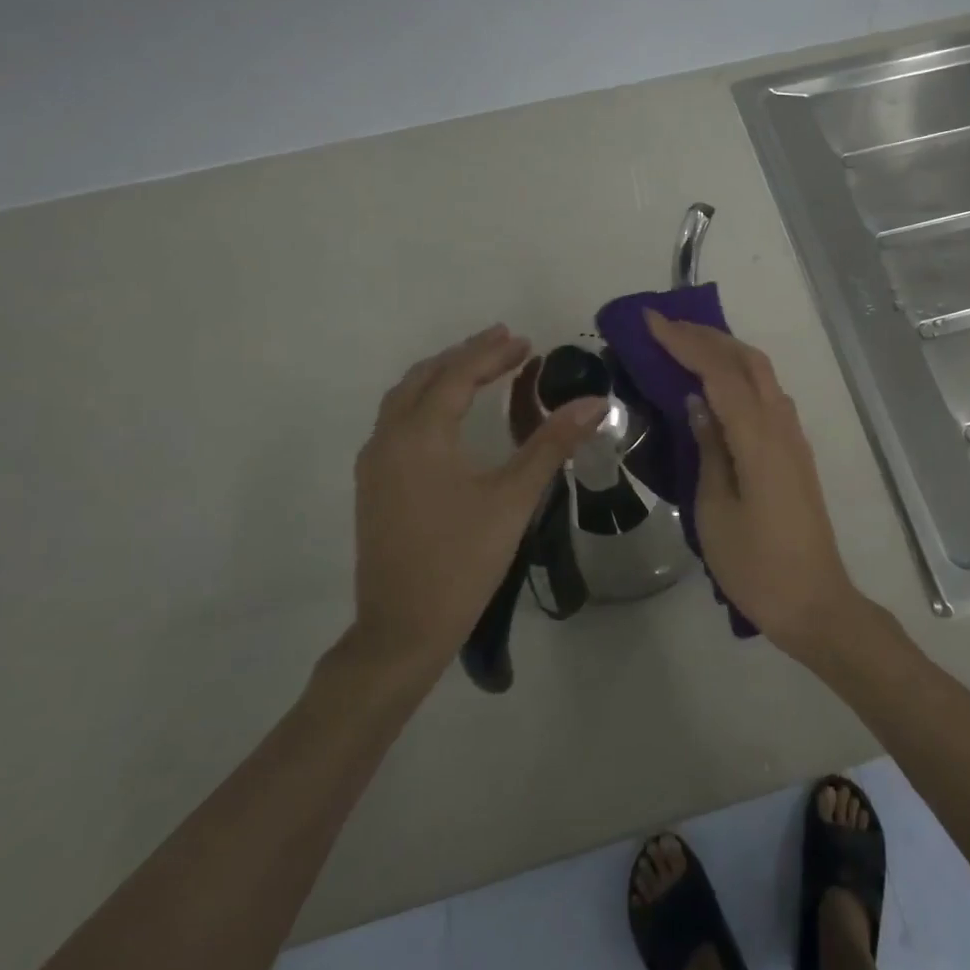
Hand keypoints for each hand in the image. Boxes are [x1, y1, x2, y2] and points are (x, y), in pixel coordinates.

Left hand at [351, 324, 602, 668]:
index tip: (526, 341)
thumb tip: (596, 403)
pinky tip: (448, 413)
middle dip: (465, 355)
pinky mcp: (373, 485)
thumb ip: (552, 444)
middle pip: (425, 378)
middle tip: (505, 343)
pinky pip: (396, 420)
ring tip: (479, 367)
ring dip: (441, 375)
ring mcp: (374, 463)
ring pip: (404, 398)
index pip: (457, 376)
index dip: (492, 354)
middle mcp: (388, 439)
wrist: (403, 628)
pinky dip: (425, 400)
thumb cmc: (463, 560)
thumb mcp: (514, 498)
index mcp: (420, 436)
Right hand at [645, 313, 864, 657]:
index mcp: (758, 438)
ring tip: (686, 346)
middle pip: (749, 361)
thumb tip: (698, 402)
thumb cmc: (755, 564)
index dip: (685, 342)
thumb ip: (709, 449)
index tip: (650, 321)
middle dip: (708, 336)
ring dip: (726, 352)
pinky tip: (717, 387)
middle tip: (665, 327)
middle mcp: (782, 426)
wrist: (813, 600)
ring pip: (763, 374)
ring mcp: (793, 438)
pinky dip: (740, 376)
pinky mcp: (795, 453)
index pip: (719, 372)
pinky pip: (768, 397)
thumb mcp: (714, 509)